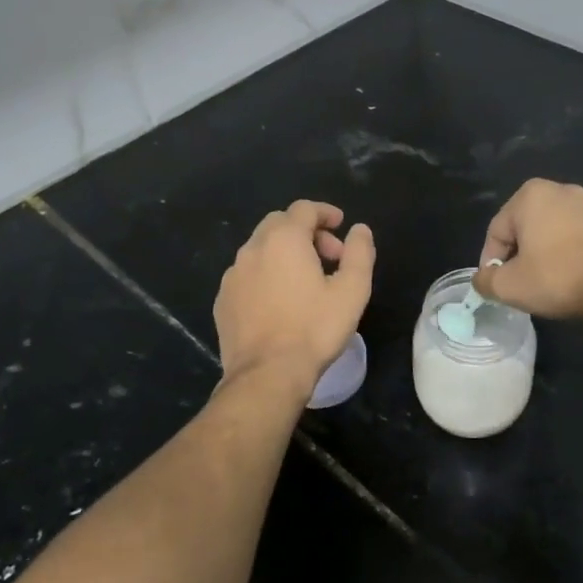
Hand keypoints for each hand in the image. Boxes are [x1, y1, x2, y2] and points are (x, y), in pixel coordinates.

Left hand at [214, 200, 374, 394]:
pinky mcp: (223, 300)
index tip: (341, 225)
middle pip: (279, 224)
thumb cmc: (315, 329)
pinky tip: (279, 302)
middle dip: (306, 232)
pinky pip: (247, 275)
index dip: (325, 213)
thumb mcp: (352, 290)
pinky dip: (266, 275)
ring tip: (305, 281)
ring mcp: (233, 275)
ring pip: (260, 249)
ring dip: (284, 253)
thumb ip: (359, 253)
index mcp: (284, 239)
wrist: (267, 374)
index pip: (304, 209)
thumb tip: (360, 230)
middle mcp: (253, 248)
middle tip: (329, 256)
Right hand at [473, 179, 582, 324]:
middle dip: (521, 256)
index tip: (497, 287)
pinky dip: (575, 255)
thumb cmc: (559, 279)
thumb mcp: (509, 287)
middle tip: (523, 285)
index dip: (491, 262)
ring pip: (555, 232)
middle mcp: (561, 189)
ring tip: (552, 284)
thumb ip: (485, 280)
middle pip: (526, 228)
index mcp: (530, 195)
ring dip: (548, 254)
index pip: (497, 232)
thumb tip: (482, 278)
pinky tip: (579, 278)